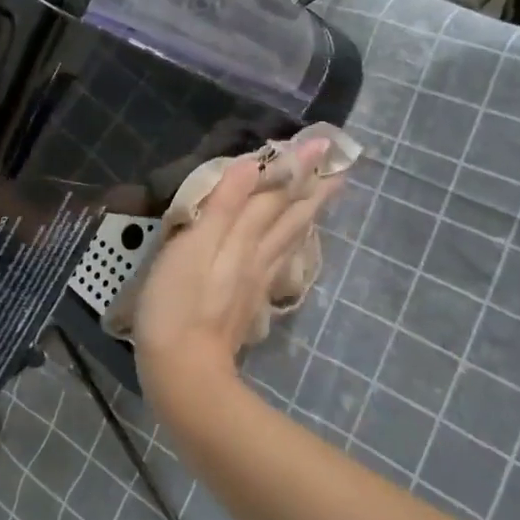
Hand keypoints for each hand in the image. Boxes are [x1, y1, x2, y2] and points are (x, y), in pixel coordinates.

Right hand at [133, 139, 339, 421]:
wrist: (185, 375)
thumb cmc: (178, 306)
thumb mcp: (192, 249)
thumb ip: (223, 207)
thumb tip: (252, 165)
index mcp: (244, 239)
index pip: (276, 195)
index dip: (297, 167)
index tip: (324, 143)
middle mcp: (258, 256)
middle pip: (291, 217)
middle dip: (314, 190)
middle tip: (340, 168)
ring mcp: (256, 281)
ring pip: (289, 239)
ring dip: (307, 214)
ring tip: (324, 198)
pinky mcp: (248, 302)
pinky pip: (279, 261)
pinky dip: (291, 244)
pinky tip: (289, 247)